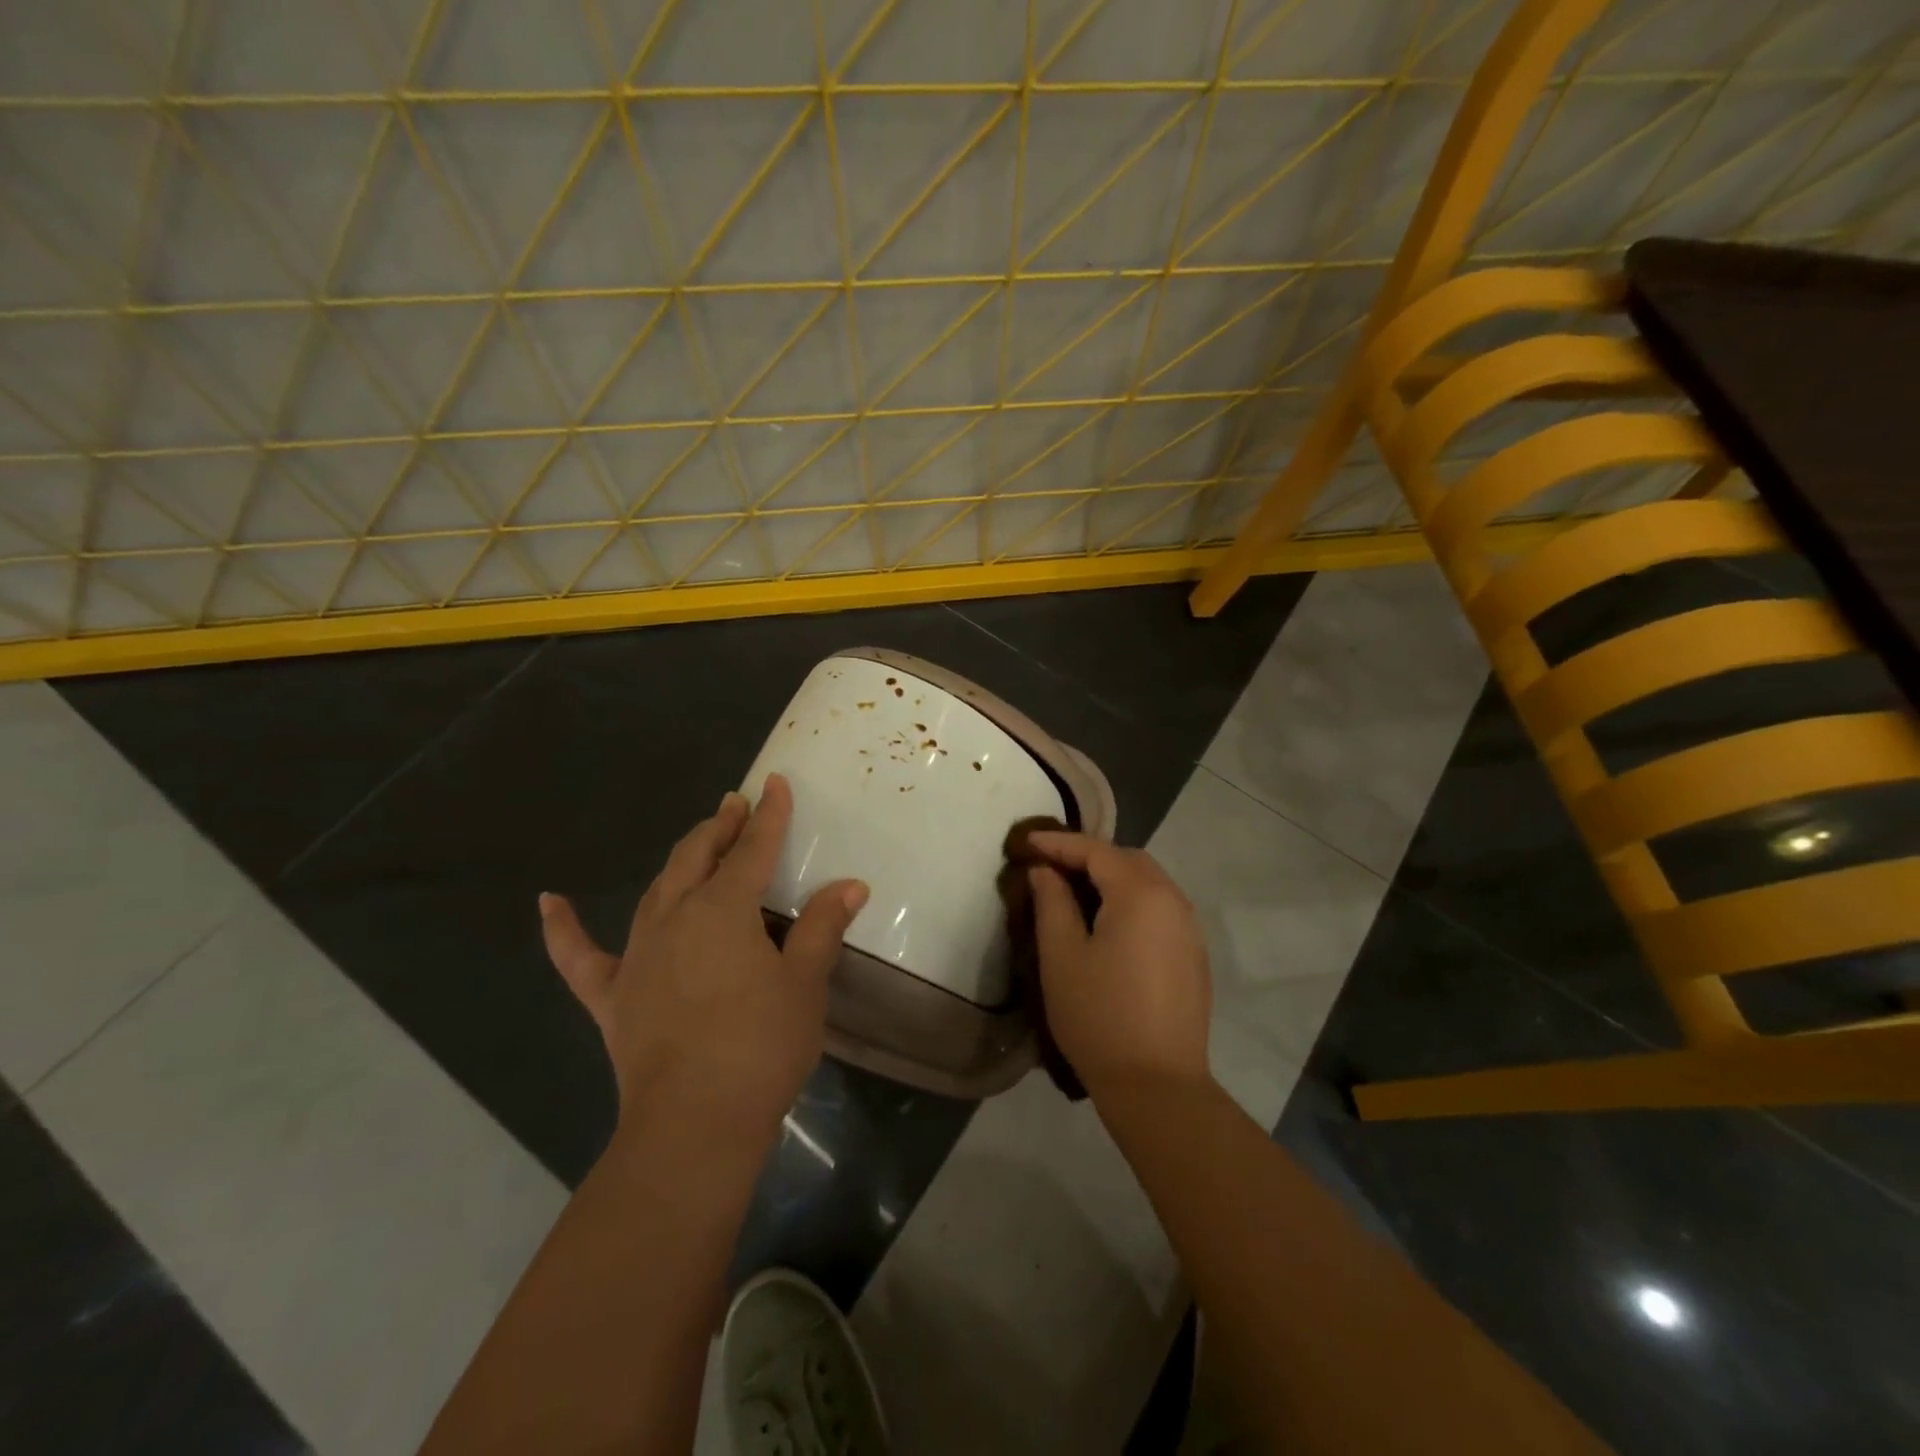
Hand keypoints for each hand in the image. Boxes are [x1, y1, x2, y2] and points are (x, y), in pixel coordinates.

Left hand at [538, 774, 867, 1137]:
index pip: (753, 849)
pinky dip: (563, 927)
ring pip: (657, 889)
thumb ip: (822, 927)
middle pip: (697, 857)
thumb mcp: (805, 984)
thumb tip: (850, 885)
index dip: (768, 815)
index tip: (775, 783)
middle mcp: (675, 917)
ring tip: (699, 842)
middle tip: (735, 806)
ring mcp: (637, 954)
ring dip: (680, 860)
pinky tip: (549, 901)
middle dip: (720, 828)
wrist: (693, 1125)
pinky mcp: (612, 994)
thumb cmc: (760, 1048)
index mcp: (723, 910)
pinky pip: (579, 955)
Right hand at [1027, 832, 1211, 1098]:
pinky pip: (1160, 909)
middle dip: (1088, 856)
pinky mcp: (1194, 956)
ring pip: (1148, 883)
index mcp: (1140, 894)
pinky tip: (1110, 925)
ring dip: (1112, 878)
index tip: (1025, 843)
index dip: (1058, 843)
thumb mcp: (1061, 955)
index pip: (1096, 851)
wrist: (1157, 1085)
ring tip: (1076, 893)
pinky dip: (1132, 902)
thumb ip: (1052, 902)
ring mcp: (1189, 929)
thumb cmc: (1099, 1015)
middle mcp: (1173, 901)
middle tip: (1050, 866)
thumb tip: (1045, 871)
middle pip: (1128, 860)